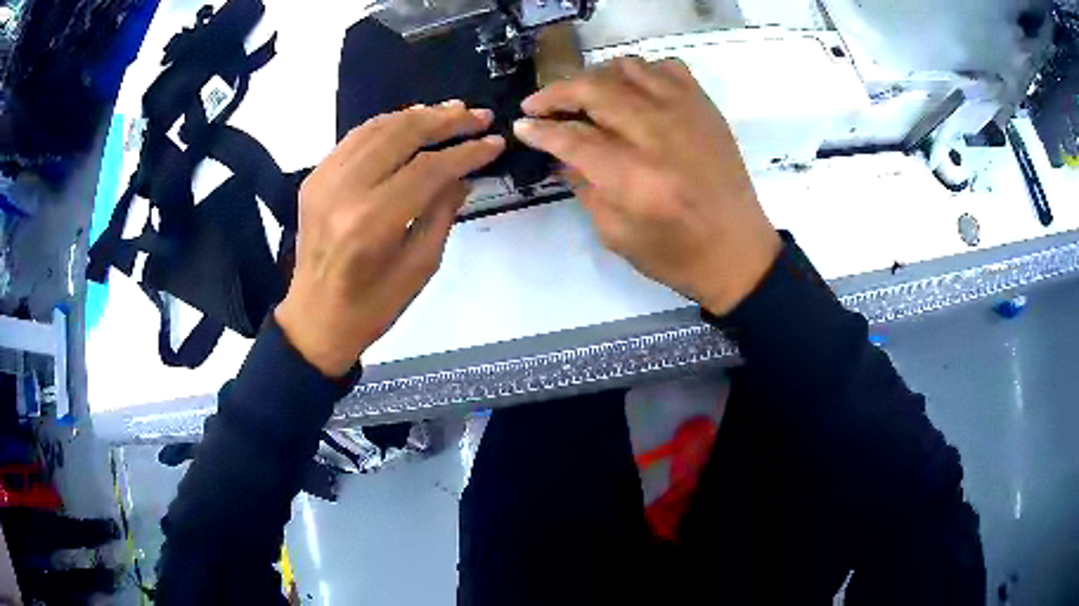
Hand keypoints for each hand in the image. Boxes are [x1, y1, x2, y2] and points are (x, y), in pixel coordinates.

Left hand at [276, 102, 504, 376]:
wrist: (314, 320)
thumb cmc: (372, 308)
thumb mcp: (420, 267)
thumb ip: (442, 212)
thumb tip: (463, 174)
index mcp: (370, 223)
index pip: (427, 169)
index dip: (466, 153)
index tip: (495, 144)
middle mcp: (343, 191)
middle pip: (401, 135)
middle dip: (446, 121)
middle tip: (479, 116)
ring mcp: (323, 180)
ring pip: (377, 128)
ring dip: (418, 115)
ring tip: (453, 111)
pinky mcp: (314, 178)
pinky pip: (355, 137)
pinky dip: (387, 124)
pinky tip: (412, 121)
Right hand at [514, 57, 781, 315]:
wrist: (737, 251)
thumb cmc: (675, 254)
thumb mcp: (614, 234)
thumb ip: (583, 186)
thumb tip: (559, 151)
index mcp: (633, 178)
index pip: (571, 137)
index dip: (540, 129)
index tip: (522, 125)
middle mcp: (658, 135)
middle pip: (594, 89)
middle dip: (556, 93)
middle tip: (539, 104)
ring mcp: (686, 113)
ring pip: (627, 68)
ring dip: (594, 77)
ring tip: (583, 95)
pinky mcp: (705, 107)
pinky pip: (667, 67)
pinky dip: (641, 72)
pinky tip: (632, 91)